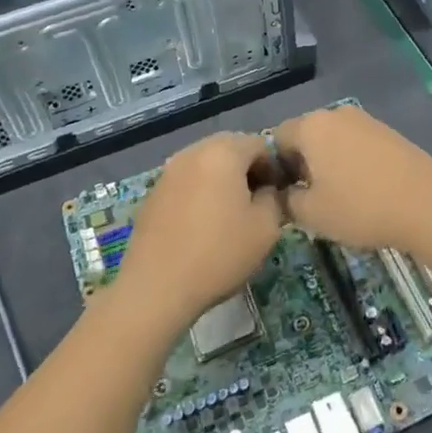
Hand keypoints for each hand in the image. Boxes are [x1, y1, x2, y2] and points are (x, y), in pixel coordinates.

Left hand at [111, 132, 285, 332]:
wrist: (157, 287)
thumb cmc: (219, 253)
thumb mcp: (266, 228)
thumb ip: (275, 198)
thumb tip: (268, 191)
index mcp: (224, 152)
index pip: (261, 144)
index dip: (275, 168)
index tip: (278, 197)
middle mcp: (194, 152)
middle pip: (231, 149)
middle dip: (248, 171)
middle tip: (256, 205)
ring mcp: (169, 171)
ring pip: (207, 165)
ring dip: (223, 181)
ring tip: (230, 215)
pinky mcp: (154, 192)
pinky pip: (188, 181)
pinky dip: (201, 193)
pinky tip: (203, 224)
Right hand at [273, 104, 431, 254]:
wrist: (425, 204)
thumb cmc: (359, 207)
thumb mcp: (311, 214)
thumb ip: (286, 201)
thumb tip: (283, 194)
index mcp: (311, 126)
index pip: (277, 139)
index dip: (275, 168)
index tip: (284, 196)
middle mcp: (336, 114)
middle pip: (306, 136)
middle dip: (301, 165)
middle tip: (308, 199)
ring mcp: (366, 120)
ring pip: (333, 140)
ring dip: (327, 163)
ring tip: (337, 197)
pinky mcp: (388, 132)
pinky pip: (356, 144)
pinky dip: (351, 162)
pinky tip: (363, 189)